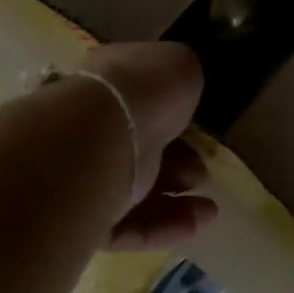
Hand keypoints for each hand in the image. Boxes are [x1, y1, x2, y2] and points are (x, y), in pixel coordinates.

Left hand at [75, 42, 217, 251]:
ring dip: (176, 204)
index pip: (139, 108)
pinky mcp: (84, 218)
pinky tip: (196, 224)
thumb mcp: (177, 64)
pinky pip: (126, 227)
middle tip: (200, 175)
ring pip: (134, 195)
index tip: (199, 133)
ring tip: (209, 210)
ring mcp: (85, 176)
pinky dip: (162, 228)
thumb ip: (181, 77)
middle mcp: (91, 130)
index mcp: (107, 88)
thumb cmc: (142, 90)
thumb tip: (179, 88)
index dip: (173, 122)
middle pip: (139, 154)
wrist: (102, 134)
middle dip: (177, 167)